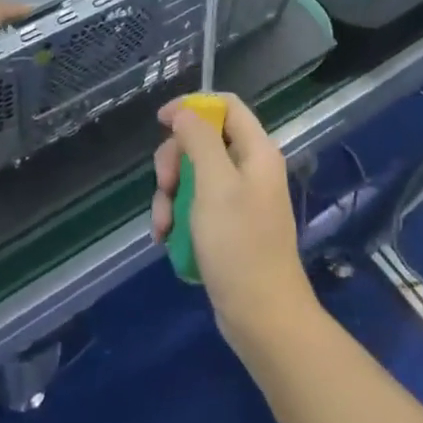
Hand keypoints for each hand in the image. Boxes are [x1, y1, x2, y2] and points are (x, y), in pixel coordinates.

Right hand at [152, 94, 315, 355]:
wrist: (262, 316)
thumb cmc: (239, 244)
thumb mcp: (214, 184)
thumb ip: (199, 140)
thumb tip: (185, 111)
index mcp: (256, 151)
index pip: (227, 105)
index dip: (193, 106)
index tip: (161, 122)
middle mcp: (250, 169)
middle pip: (203, 141)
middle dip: (175, 161)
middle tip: (164, 185)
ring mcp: (239, 200)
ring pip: (193, 176)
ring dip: (169, 196)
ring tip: (163, 226)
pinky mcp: (228, 227)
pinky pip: (195, 207)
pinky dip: (178, 218)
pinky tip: (166, 239)